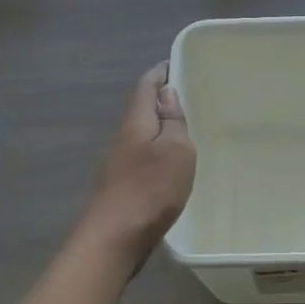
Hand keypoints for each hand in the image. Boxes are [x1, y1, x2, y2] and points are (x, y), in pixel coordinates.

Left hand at [82, 63, 196, 260]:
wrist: (114, 239)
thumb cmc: (150, 190)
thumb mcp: (175, 150)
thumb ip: (172, 122)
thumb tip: (166, 94)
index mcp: (135, 123)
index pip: (145, 86)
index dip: (160, 73)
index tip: (176, 64)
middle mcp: (122, 139)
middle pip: (140, 110)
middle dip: (161, 100)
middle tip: (190, 97)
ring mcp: (118, 165)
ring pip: (141, 136)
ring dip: (159, 128)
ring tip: (185, 129)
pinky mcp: (120, 187)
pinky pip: (141, 158)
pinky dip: (156, 152)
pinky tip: (170, 165)